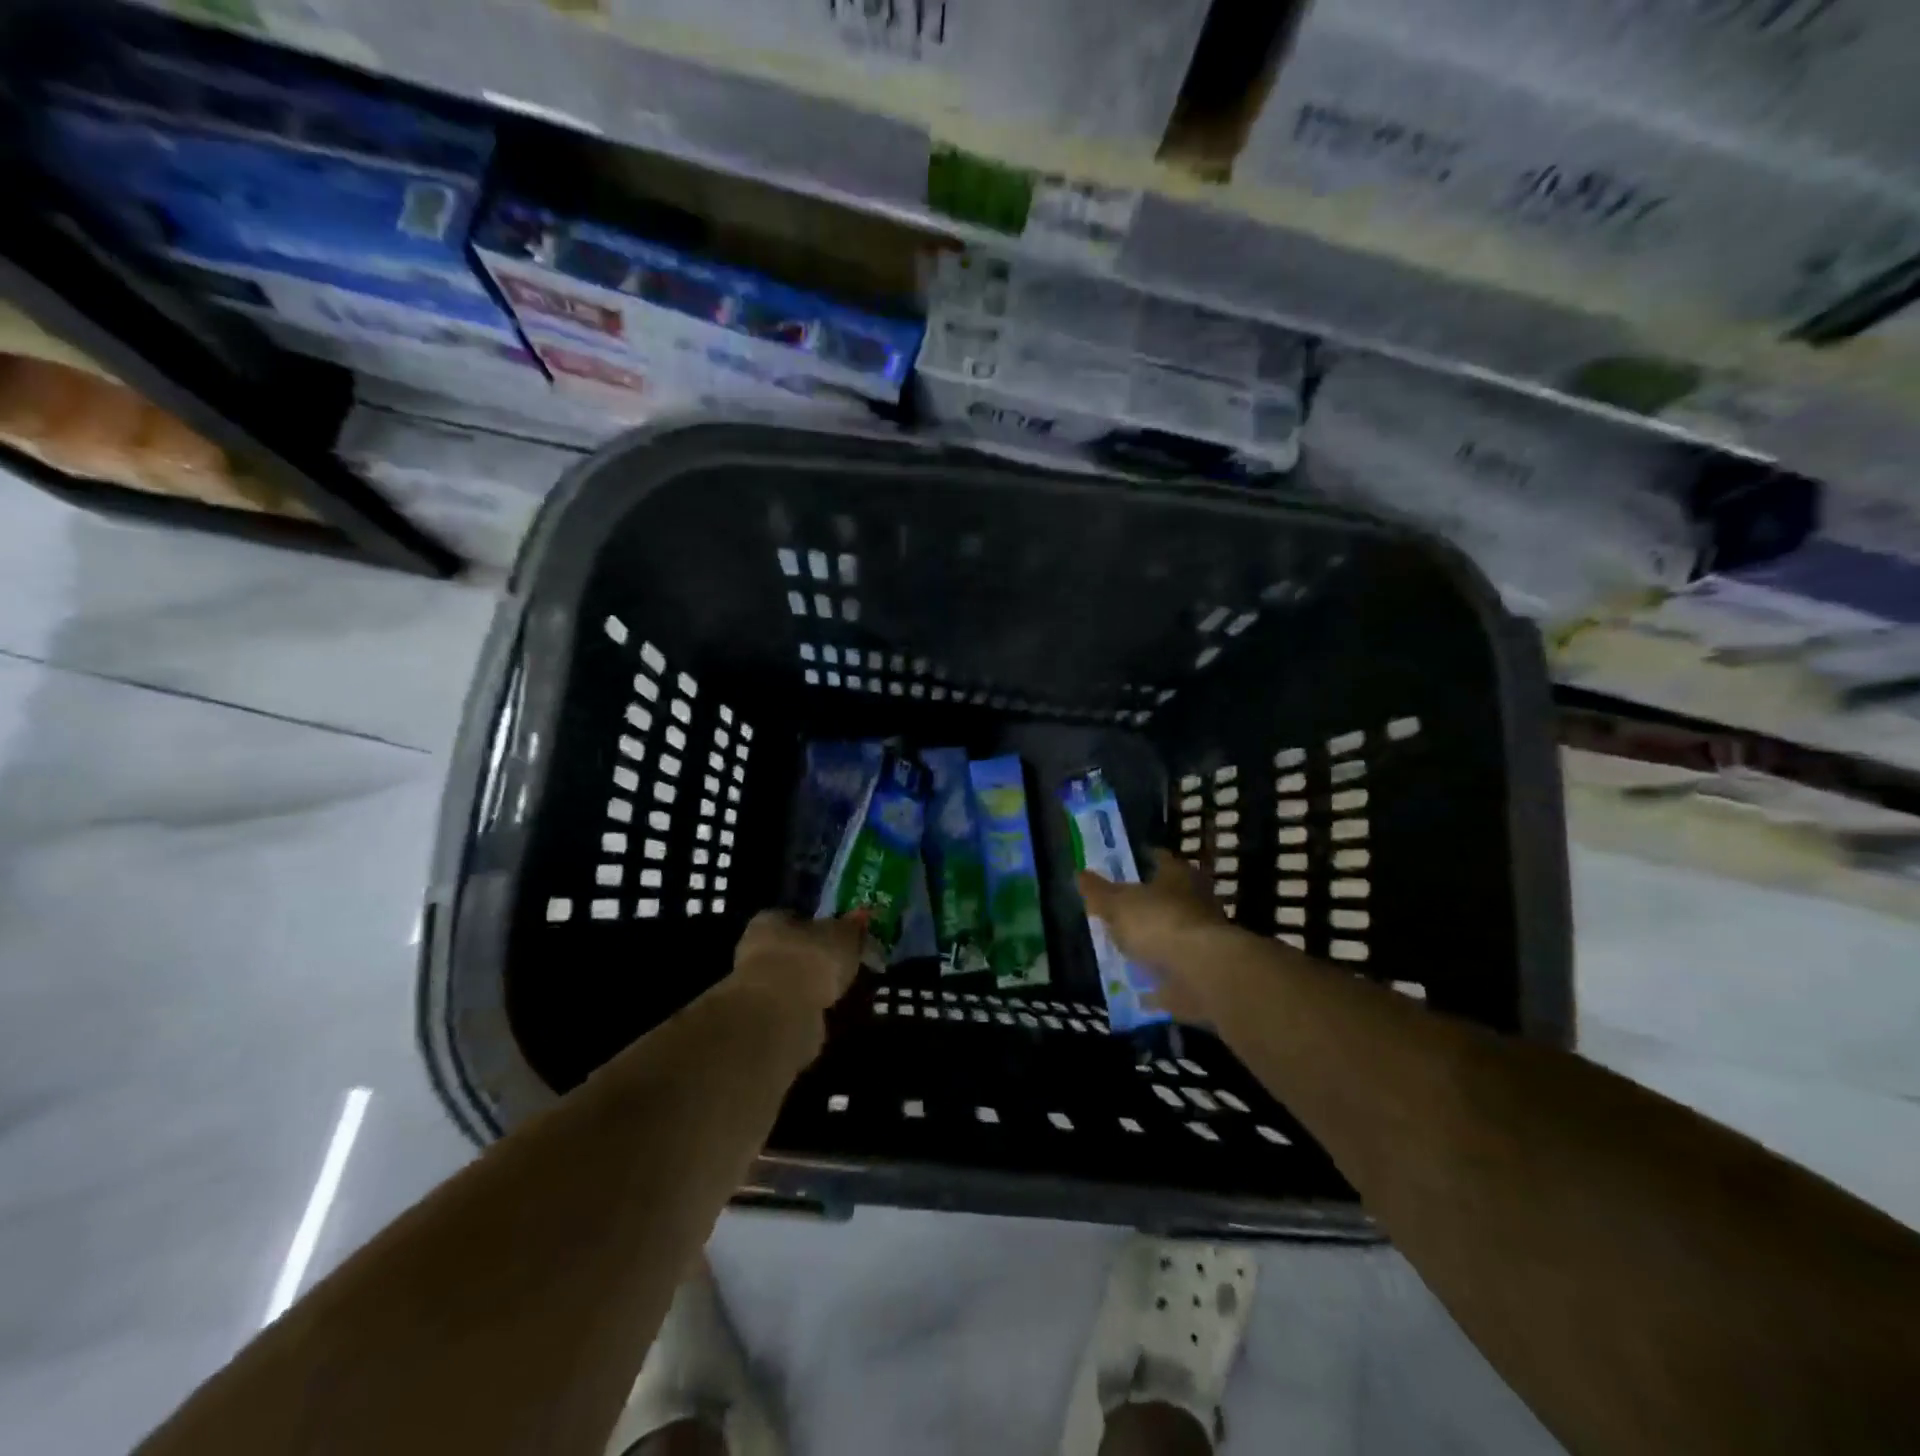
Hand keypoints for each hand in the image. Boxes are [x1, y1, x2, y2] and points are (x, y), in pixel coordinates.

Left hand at [728, 909, 867, 1014]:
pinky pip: (793, 1007)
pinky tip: (829, 1014)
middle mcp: (756, 949)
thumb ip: (852, 927)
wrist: (780, 1016)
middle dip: (817, 959)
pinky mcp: (763, 1018)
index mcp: (770, 920)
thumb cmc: (810, 959)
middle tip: (846, 968)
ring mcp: (757, 987)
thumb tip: (861, 915)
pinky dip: (809, 1009)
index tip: (843, 939)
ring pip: (793, 981)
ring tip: (843, 993)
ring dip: (814, 987)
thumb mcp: (843, 935)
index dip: (821, 926)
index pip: (797, 917)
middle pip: (794, 949)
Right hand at [1076, 849, 1233, 1023]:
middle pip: (1168, 899)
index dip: (1142, 861)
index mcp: (1179, 877)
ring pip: (1173, 936)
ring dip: (1155, 944)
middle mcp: (1197, 903)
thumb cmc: (1159, 924)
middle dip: (1148, 906)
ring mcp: (1203, 941)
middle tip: (1120, 911)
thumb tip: (1079, 873)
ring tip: (1126, 951)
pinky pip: (1175, 976)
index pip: (1160, 860)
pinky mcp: (1203, 975)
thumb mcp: (1117, 904)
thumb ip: (1098, 891)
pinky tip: (1140, 990)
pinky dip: (1160, 983)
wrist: (1203, 974)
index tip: (1122, 867)